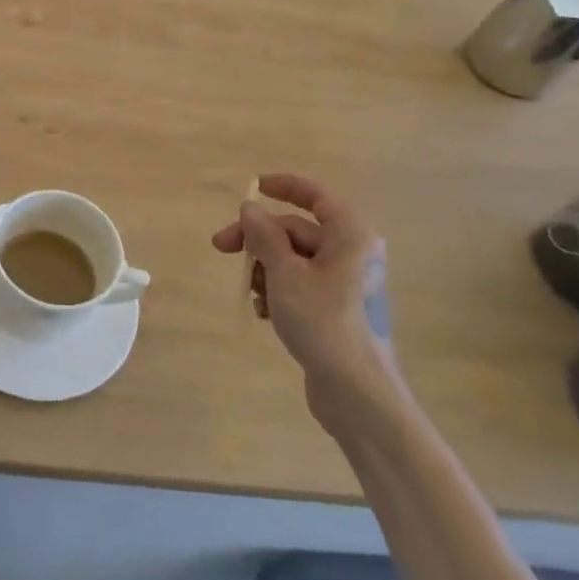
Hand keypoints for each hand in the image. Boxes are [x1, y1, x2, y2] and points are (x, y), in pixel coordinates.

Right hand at [212, 176, 391, 429]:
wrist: (357, 392)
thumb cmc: (323, 322)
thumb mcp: (284, 274)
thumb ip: (265, 236)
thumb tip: (251, 208)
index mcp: (349, 236)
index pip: (316, 196)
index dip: (284, 186)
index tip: (254, 186)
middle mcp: (352, 254)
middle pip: (296, 230)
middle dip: (259, 239)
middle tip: (221, 247)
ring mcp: (345, 284)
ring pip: (294, 259)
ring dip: (266, 269)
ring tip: (254, 294)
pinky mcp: (337, 310)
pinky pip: (300, 285)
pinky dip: (278, 291)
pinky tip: (266, 313)